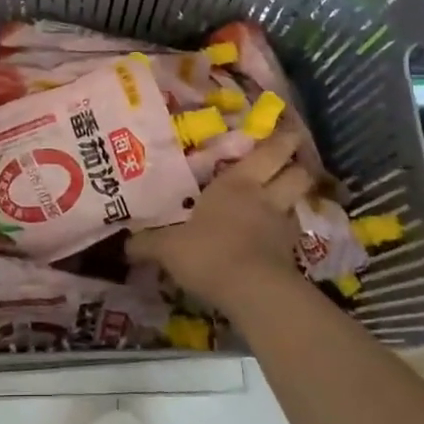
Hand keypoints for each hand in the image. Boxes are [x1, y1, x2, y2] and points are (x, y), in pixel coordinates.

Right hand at [128, 129, 314, 314]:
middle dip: (298, 164)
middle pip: (297, 173)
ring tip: (284, 199)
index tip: (287, 130)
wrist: (253, 293)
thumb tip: (123, 244)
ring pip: (299, 202)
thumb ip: (148, 244)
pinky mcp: (293, 257)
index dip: (280, 141)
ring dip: (295, 198)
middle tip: (294, 159)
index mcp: (237, 183)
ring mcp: (283, 227)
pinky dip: (288, 233)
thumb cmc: (209, 252)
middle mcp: (265, 197)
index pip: (268, 153)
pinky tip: (275, 239)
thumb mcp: (168, 248)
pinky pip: (293, 235)